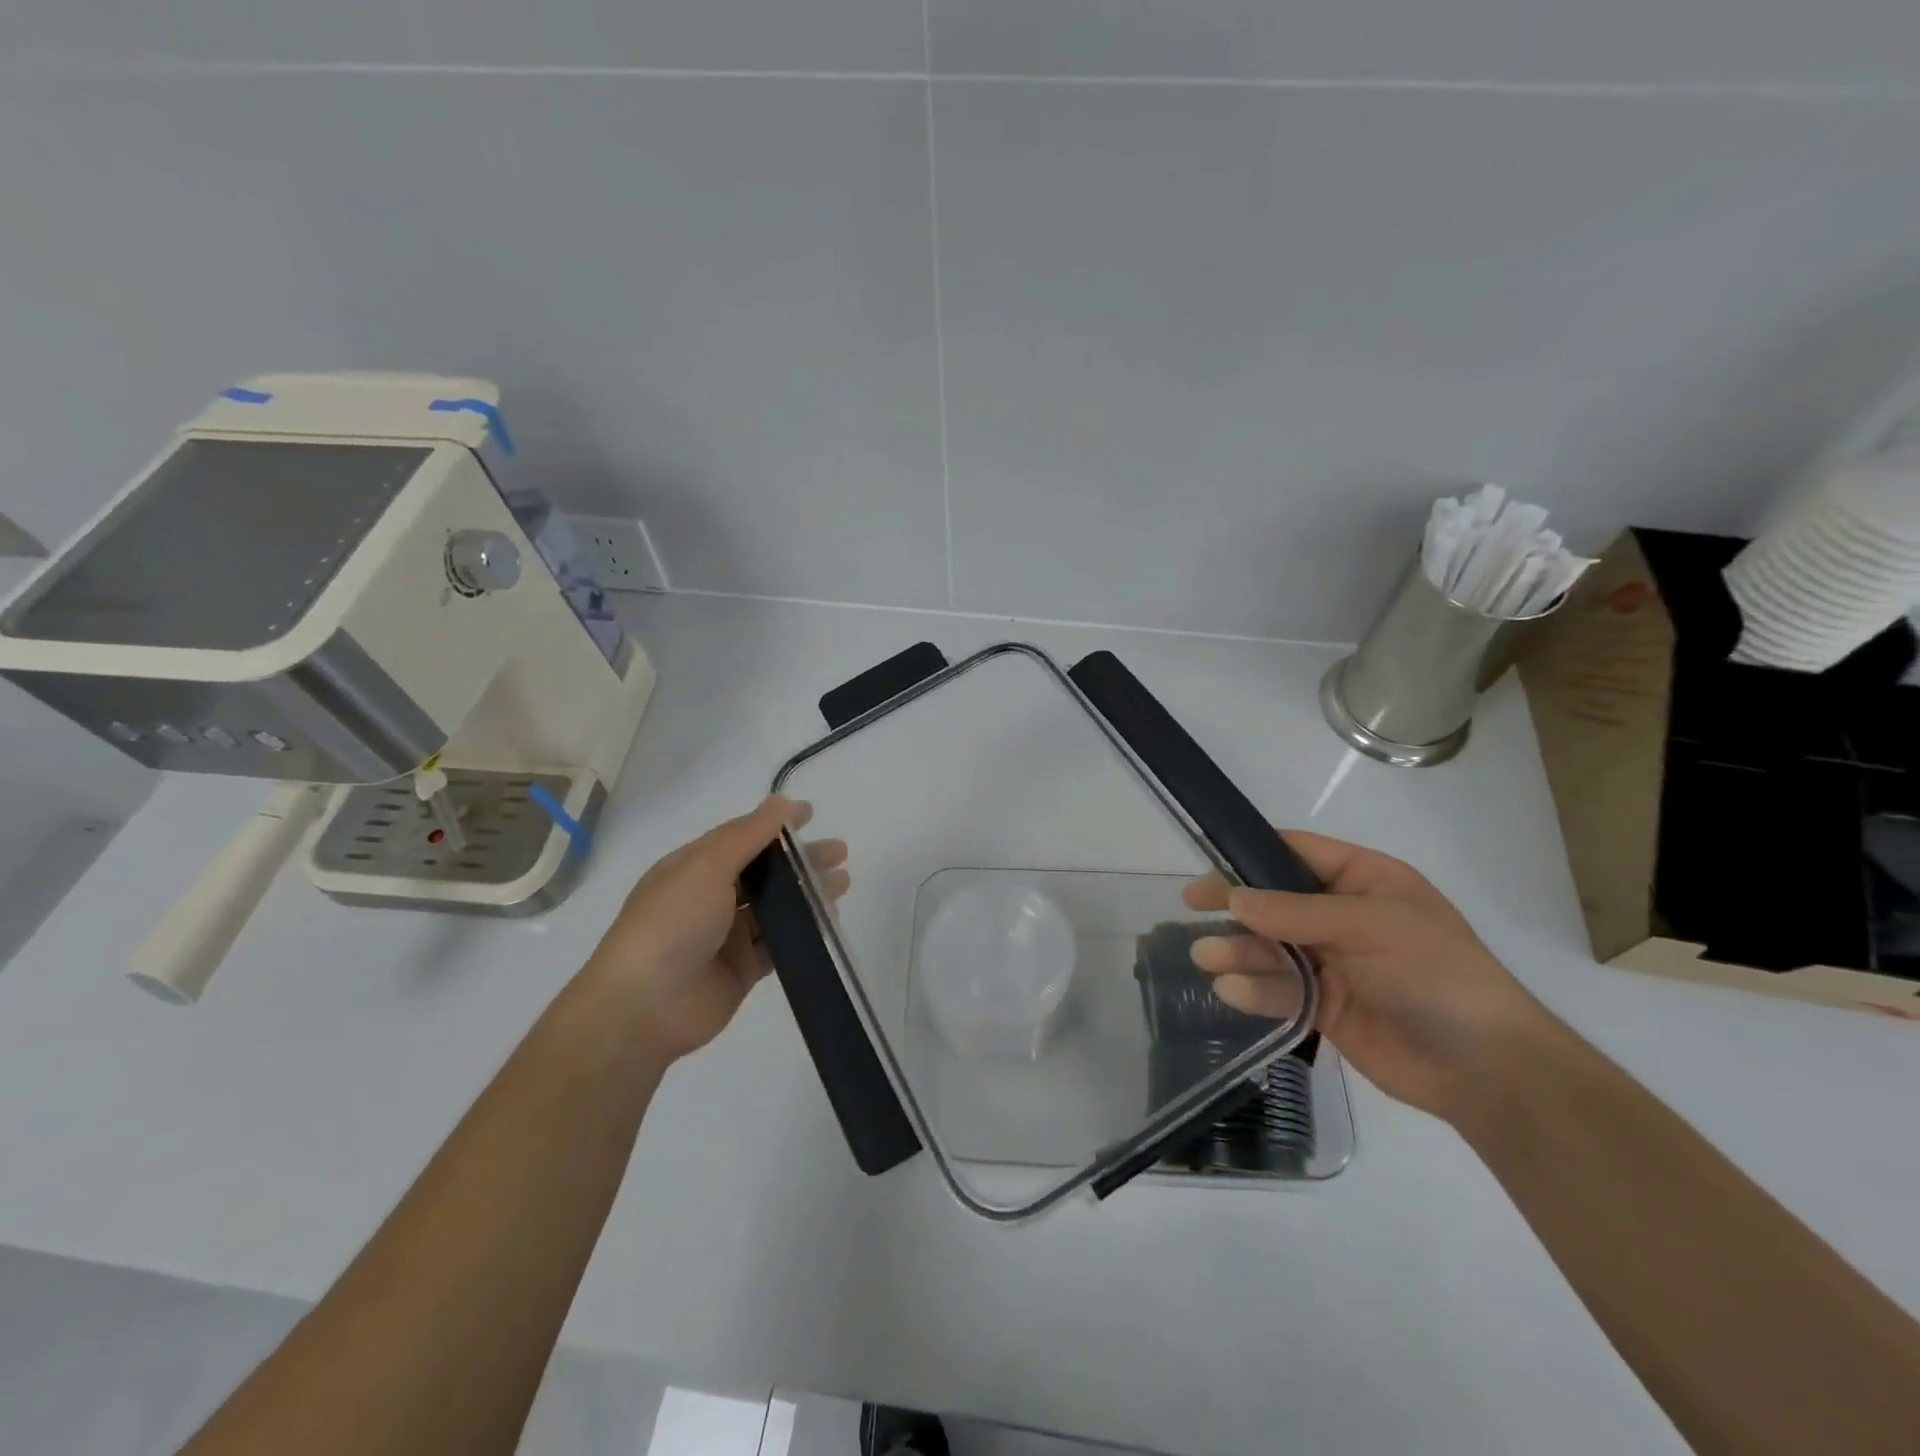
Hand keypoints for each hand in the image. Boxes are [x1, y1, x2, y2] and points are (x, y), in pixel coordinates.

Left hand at [584, 797, 848, 1062]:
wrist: (644, 1007)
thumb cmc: (672, 923)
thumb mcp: (707, 867)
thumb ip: (748, 835)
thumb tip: (781, 802)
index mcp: (693, 867)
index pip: (741, 836)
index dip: (776, 824)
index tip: (812, 815)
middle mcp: (710, 897)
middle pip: (764, 871)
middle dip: (801, 860)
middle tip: (839, 853)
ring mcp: (726, 935)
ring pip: (775, 907)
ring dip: (807, 893)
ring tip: (842, 883)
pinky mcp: (741, 969)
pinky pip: (779, 943)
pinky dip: (803, 932)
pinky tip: (828, 921)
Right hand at [1184, 830, 1548, 1123]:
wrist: (1485, 1069)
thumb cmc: (1435, 974)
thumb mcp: (1369, 926)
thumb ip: (1296, 912)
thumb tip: (1234, 897)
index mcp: (1364, 881)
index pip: (1298, 853)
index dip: (1252, 854)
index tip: (1210, 863)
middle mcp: (1343, 916)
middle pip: (1275, 901)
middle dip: (1235, 905)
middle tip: (1191, 906)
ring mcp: (1333, 962)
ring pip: (1271, 947)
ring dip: (1237, 950)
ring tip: (1206, 957)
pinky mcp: (1324, 1005)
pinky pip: (1279, 989)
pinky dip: (1254, 988)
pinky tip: (1232, 990)